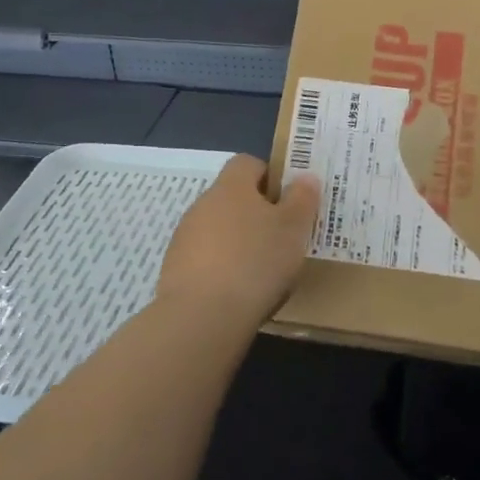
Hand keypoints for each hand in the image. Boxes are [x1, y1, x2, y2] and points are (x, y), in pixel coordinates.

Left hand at [157, 154, 319, 328]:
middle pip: (233, 198)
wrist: (201, 317)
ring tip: (263, 271)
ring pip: (218, 230)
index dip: (270, 176)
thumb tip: (304, 176)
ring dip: (238, 243)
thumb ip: (302, 198)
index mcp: (231, 186)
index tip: (289, 201)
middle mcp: (203, 204)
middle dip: (256, 214)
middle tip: (283, 238)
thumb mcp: (293, 228)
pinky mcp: (174, 270)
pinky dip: (222, 269)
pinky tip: (238, 292)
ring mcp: (185, 237)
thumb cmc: (256, 261)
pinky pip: (205, 259)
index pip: (247, 163)